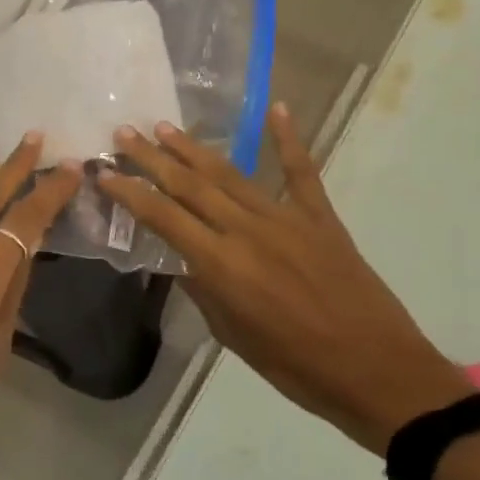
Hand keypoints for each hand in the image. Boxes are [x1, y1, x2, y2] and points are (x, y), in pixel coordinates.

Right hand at [99, 106, 471, 454]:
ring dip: (195, 149)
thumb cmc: (296, 367)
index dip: (130, 192)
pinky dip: (289, 139)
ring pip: (232, 174)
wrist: (375, 370)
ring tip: (166, 127)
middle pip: (191, 185)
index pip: (163, 218)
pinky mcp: (321, 218)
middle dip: (153, 158)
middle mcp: (247, 230)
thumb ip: (204, 292)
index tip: (104, 171)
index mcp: (222, 265)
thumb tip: (181, 262)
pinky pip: (302, 172)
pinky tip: (276, 109)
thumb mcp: (233, 336)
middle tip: (125, 132)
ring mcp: (287, 218)